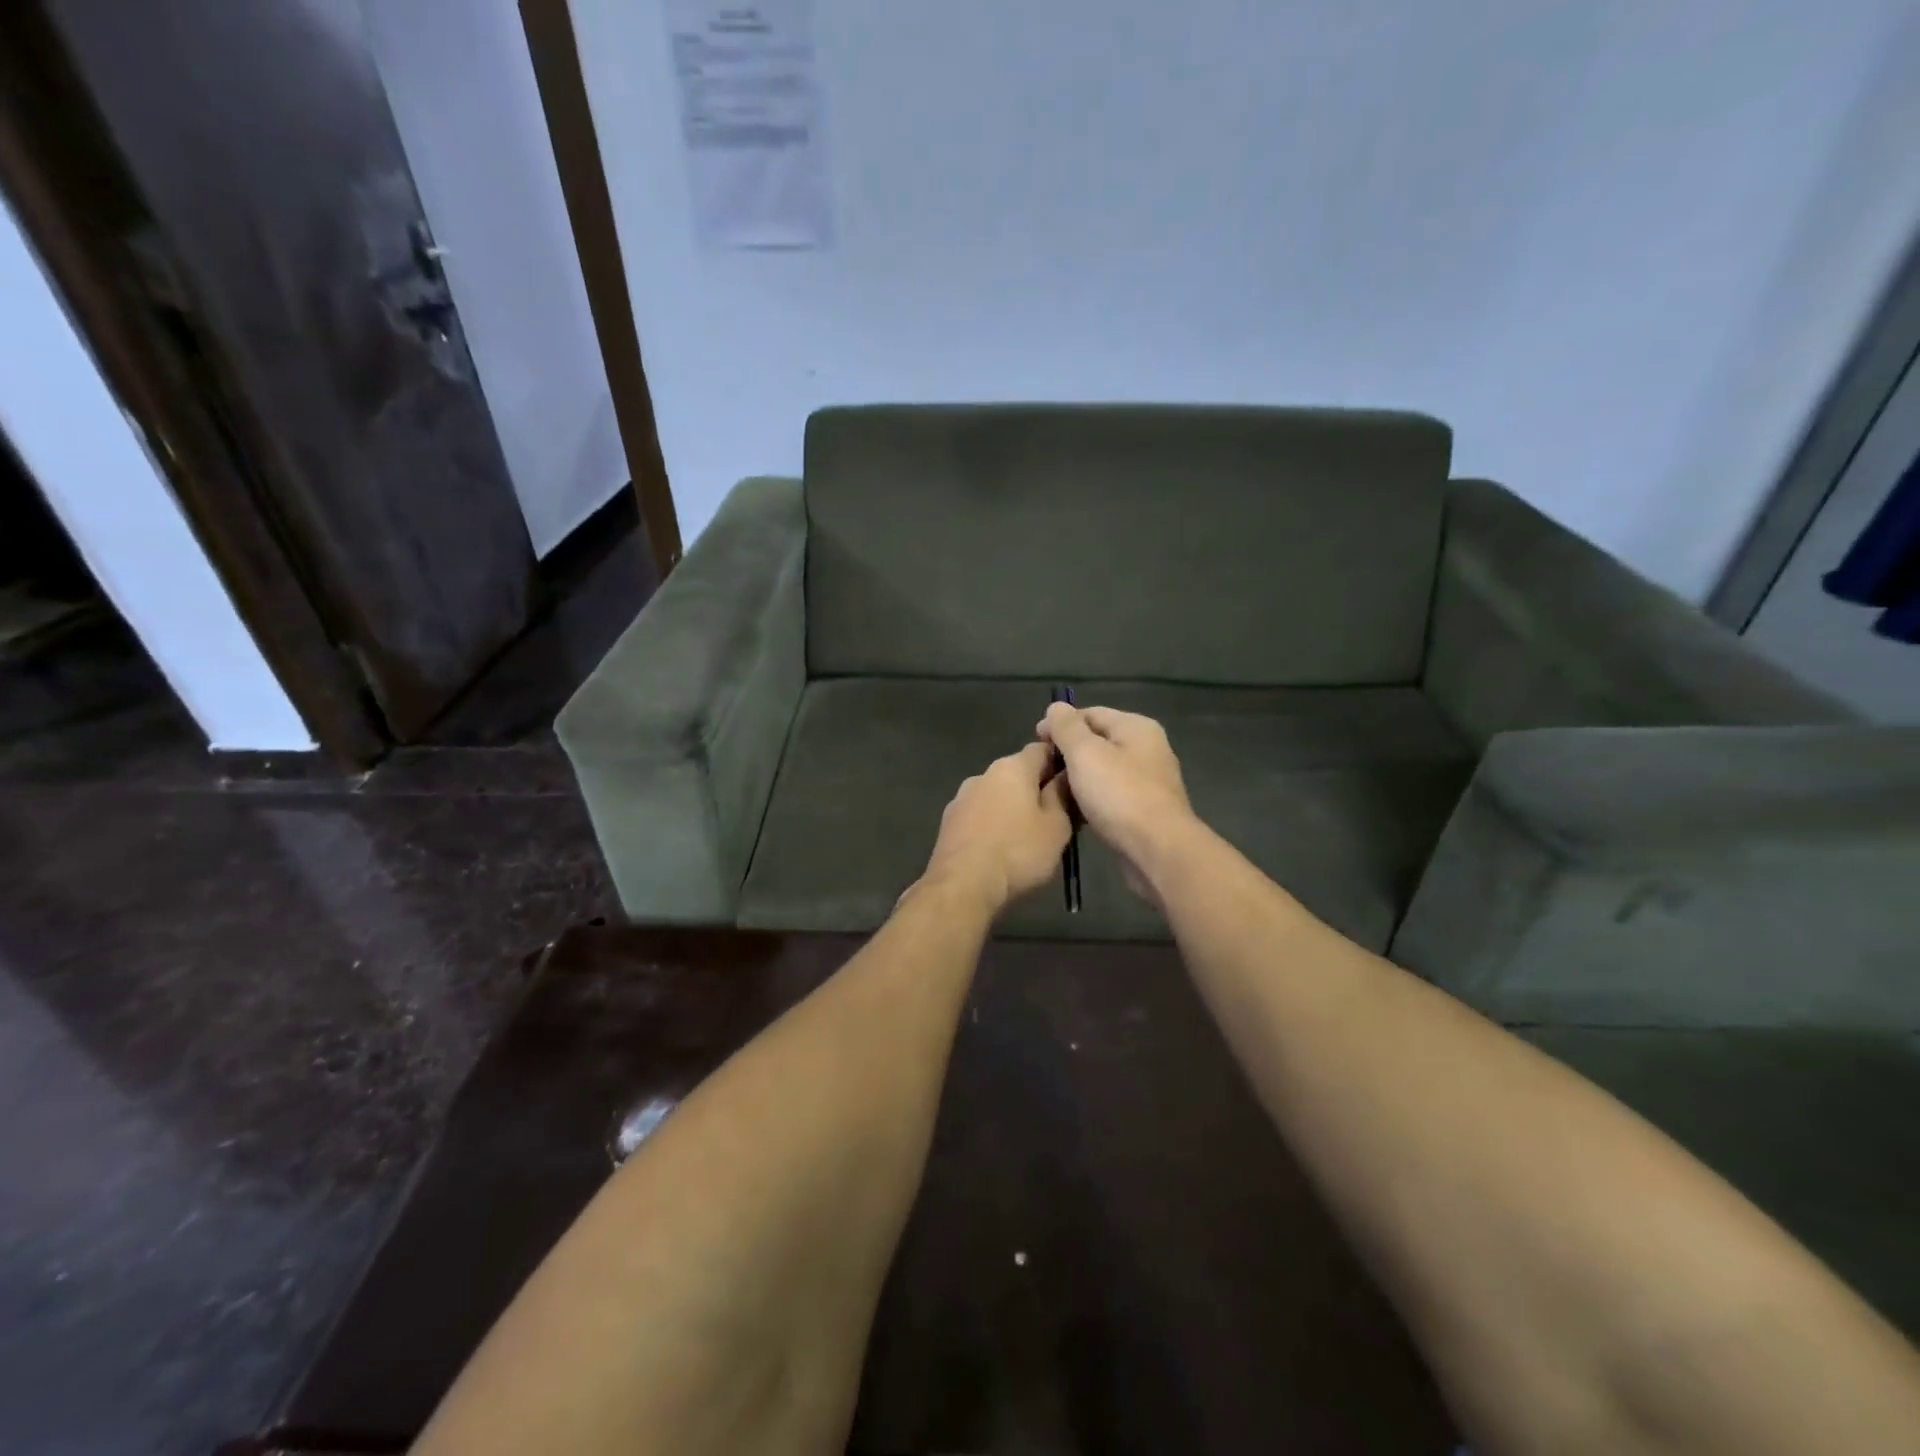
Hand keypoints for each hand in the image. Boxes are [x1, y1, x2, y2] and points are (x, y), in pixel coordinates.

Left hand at [918, 742, 1072, 915]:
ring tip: (1026, 837)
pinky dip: (992, 824)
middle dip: (1035, 789)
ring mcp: (961, 797)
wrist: (962, 886)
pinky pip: (979, 815)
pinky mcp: (948, 822)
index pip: (1041, 749)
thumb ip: (1062, 796)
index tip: (1073, 782)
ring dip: (1011, 808)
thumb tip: (1065, 776)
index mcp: (1012, 767)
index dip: (1060, 761)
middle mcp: (983, 774)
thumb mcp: (1056, 827)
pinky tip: (999, 848)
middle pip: (1017, 772)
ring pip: (996, 795)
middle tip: (1055, 816)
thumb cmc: (1018, 852)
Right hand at [1037, 703, 1197, 902]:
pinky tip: (1074, 811)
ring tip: (1052, 790)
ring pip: (1103, 770)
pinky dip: (1091, 798)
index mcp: (1136, 727)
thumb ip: (1067, 727)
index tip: (1035, 741)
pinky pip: (1111, 795)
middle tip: (1042, 769)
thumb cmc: (1119, 795)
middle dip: (1068, 752)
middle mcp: (1147, 748)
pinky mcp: (1145, 810)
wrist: (1158, 850)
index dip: (1059, 724)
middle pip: (1098, 741)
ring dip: (1078, 778)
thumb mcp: (1085, 753)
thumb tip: (1056, 707)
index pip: (1090, 713)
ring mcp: (1148, 781)